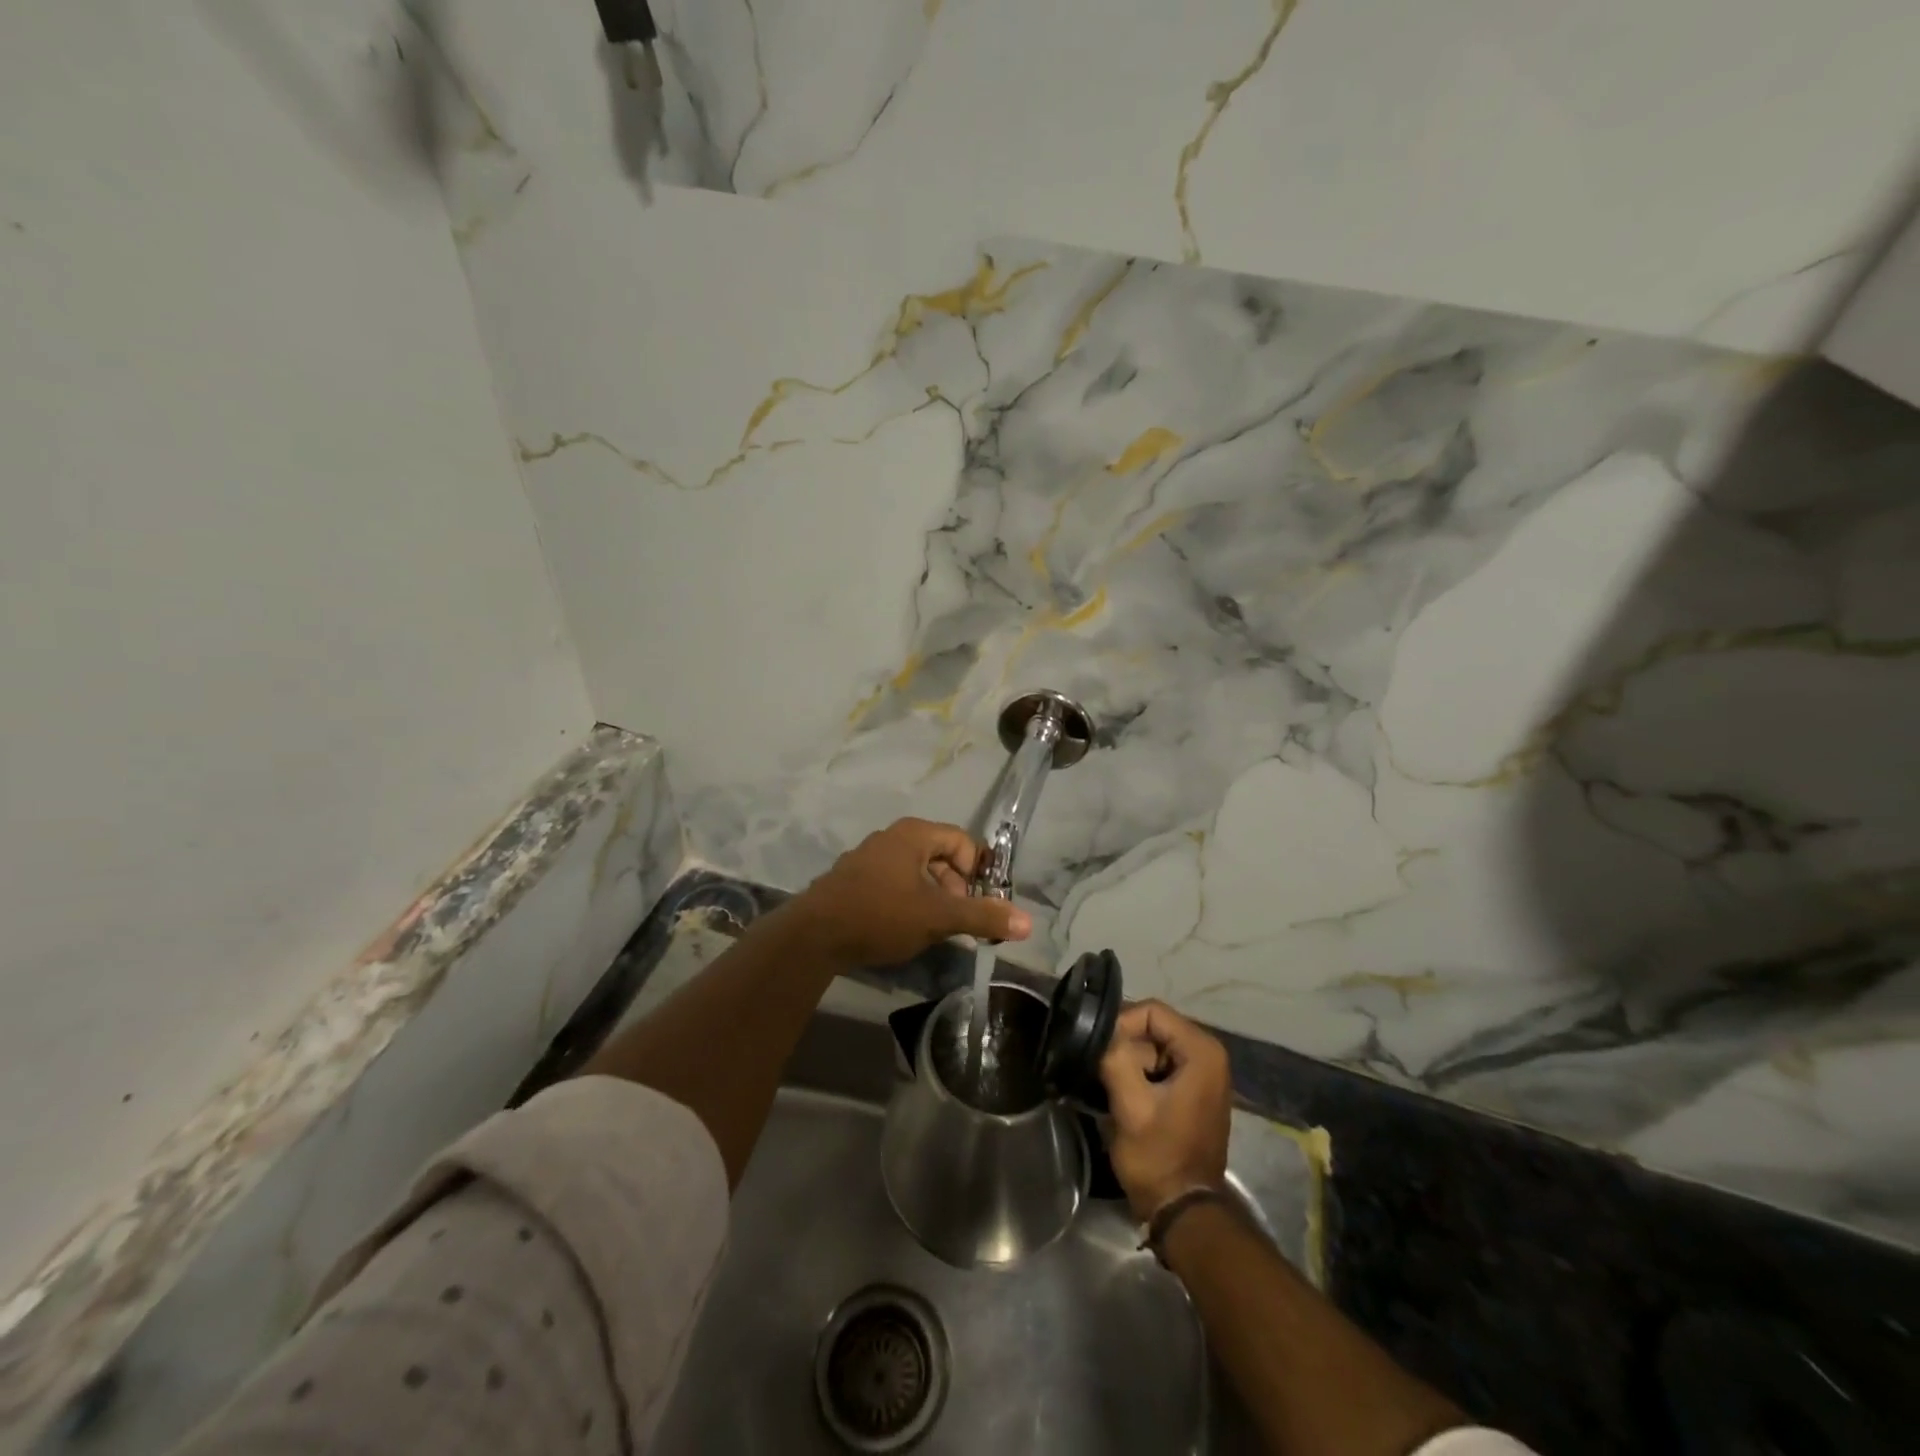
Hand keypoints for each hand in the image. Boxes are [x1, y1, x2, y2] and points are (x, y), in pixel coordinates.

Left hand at [782, 818, 1031, 968]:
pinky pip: (894, 882)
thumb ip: (983, 917)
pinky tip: (901, 927)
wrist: (813, 935)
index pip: (963, 842)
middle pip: (941, 856)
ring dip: (932, 897)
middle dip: (956, 888)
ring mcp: (869, 857)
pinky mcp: (853, 879)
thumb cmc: (881, 915)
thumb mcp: (938, 917)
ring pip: (917, 871)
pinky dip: (908, 900)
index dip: (977, 873)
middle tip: (955, 920)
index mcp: (913, 834)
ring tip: (930, 928)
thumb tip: (1028, 922)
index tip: (977, 905)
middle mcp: (891, 837)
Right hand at [1099, 1001, 1231, 1221]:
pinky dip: (1139, 1074)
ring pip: (1153, 1046)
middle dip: (1125, 1046)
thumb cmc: (1159, 1157)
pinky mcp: (1194, 1090)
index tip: (1099, 1050)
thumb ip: (1115, 1059)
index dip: (1121, 1025)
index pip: (1151, 1011)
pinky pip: (1160, 1064)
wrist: (1182, 1210)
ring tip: (1110, 1086)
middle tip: (1101, 1070)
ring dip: (1129, 1062)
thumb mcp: (1130, 1106)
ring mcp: (1204, 1073)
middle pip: (1153, 1026)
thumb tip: (1100, 1033)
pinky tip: (1124, 1096)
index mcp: (1202, 1051)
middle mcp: (1209, 1054)